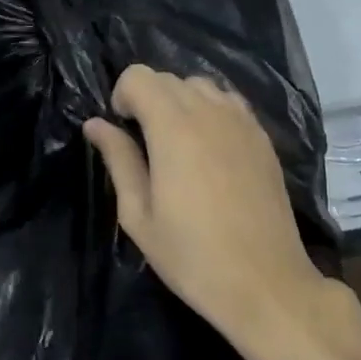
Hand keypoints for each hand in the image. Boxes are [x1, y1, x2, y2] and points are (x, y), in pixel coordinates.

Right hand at [83, 65, 329, 343]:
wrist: (265, 283)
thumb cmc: (192, 256)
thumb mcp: (139, 215)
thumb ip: (118, 160)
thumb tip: (95, 124)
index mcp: (173, 127)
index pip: (138, 76)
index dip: (122, 97)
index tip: (123, 131)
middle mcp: (210, 112)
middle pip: (168, 77)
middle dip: (147, 99)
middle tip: (145, 145)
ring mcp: (242, 121)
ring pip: (201, 85)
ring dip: (180, 102)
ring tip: (178, 146)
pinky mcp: (263, 137)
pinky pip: (229, 102)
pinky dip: (210, 111)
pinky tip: (209, 150)